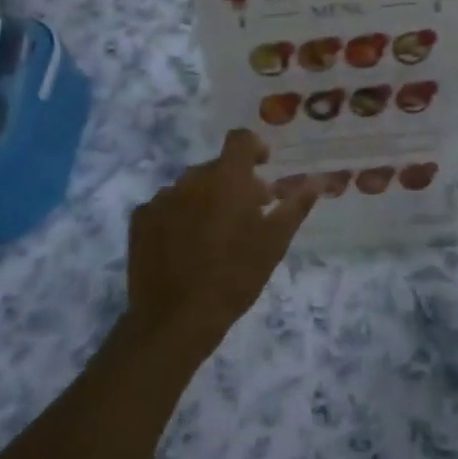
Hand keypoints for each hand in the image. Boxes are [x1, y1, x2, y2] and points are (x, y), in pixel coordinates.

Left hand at [127, 129, 316, 354]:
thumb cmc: (234, 277)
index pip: (240, 140)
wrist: (175, 319)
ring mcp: (161, 198)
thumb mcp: (274, 243)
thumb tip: (317, 181)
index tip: (263, 167)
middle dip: (233, 183)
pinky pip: (165, 205)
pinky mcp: (140, 220)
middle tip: (246, 214)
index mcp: (227, 179)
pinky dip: (178, 215)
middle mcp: (191, 179)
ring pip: (190, 187)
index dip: (254, 148)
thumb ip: (295, 206)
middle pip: (216, 167)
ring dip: (205, 199)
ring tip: (213, 234)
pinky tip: (184, 245)